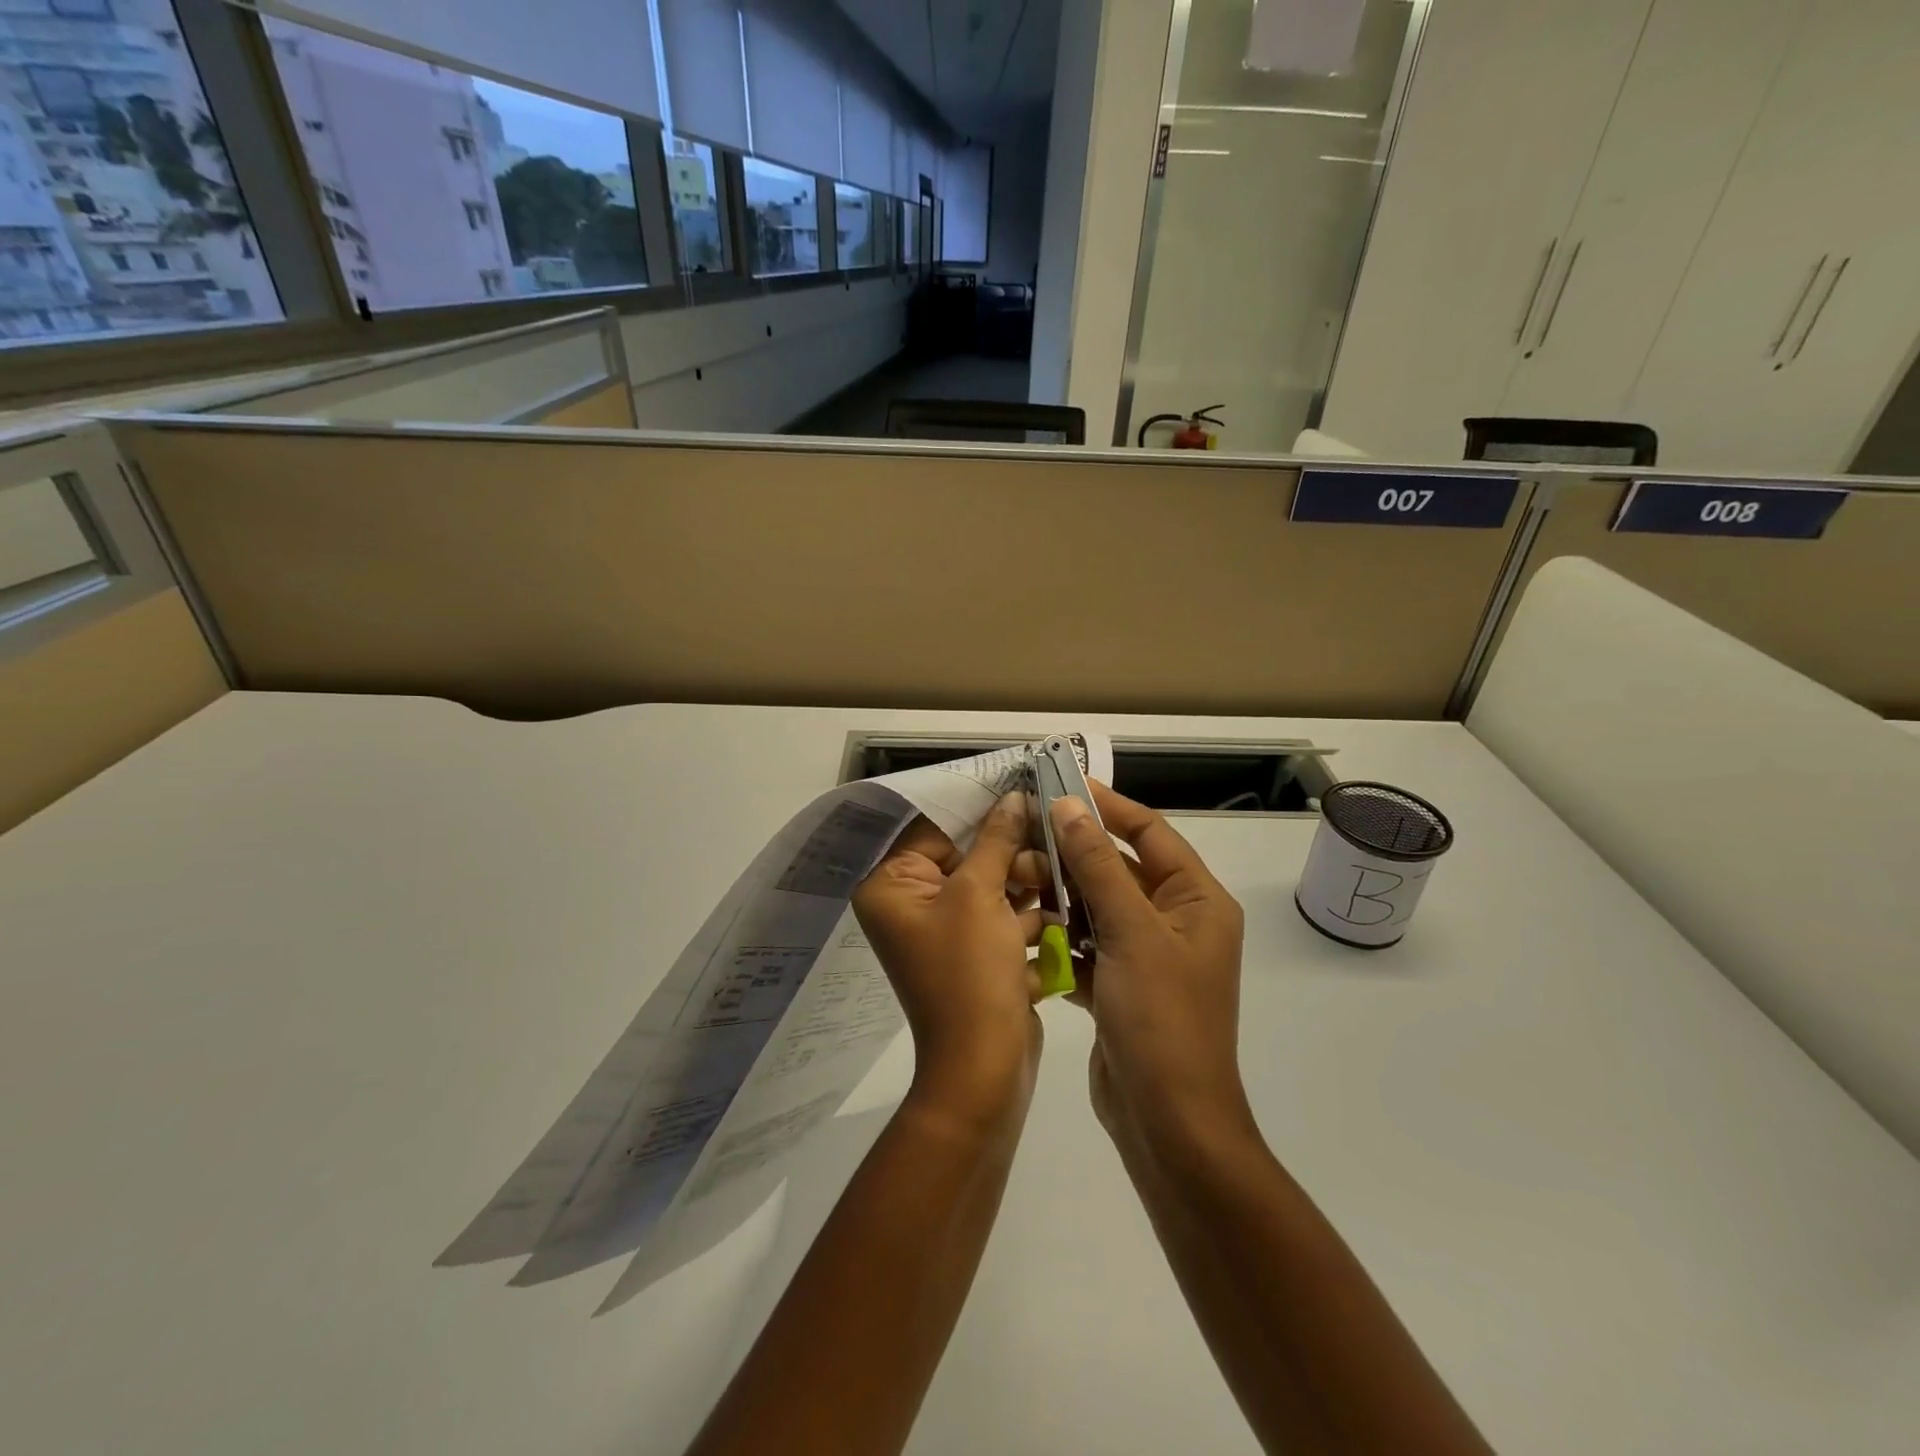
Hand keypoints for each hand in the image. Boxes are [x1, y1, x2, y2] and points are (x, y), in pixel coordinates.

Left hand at [852, 793, 1049, 1120]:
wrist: (984, 1069)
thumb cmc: (969, 973)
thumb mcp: (981, 895)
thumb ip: (997, 839)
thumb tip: (1012, 796)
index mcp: (891, 888)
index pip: (934, 830)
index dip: (981, 813)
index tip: (1023, 793)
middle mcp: (911, 906)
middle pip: (967, 857)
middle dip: (1012, 855)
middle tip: (1050, 851)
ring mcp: (944, 932)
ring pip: (991, 887)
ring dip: (1027, 885)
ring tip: (1060, 881)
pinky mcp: (974, 955)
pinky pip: (1001, 919)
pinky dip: (1029, 916)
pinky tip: (1062, 911)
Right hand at [1050, 783, 1251, 1157]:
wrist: (1168, 1124)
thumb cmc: (1162, 1019)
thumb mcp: (1131, 932)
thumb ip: (1098, 866)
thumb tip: (1069, 806)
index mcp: (1196, 901)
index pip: (1150, 833)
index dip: (1108, 806)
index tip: (1062, 785)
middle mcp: (1175, 922)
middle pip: (1119, 869)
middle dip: (1073, 854)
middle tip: (1024, 837)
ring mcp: (1147, 956)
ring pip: (1097, 907)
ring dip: (1060, 895)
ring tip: (1017, 881)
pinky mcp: (1120, 985)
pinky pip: (1087, 944)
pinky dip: (1060, 936)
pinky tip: (1026, 928)